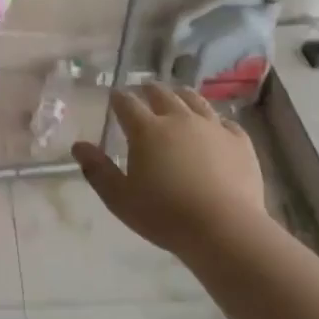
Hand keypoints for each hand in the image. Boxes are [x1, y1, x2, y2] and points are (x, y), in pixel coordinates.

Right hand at [71, 84, 265, 255]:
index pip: (127, 103)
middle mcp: (179, 119)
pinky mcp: (239, 141)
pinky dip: (215, 120)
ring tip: (177, 96)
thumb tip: (78, 146)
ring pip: (195, 100)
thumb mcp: (120, 198)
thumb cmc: (164, 215)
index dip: (118, 98)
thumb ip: (97, 170)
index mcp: (147, 130)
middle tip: (144, 92)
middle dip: (149, 90)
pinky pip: (226, 121)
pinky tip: (215, 126)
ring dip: (181, 96)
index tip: (114, 97)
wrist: (224, 228)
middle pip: (162, 94)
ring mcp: (212, 127)